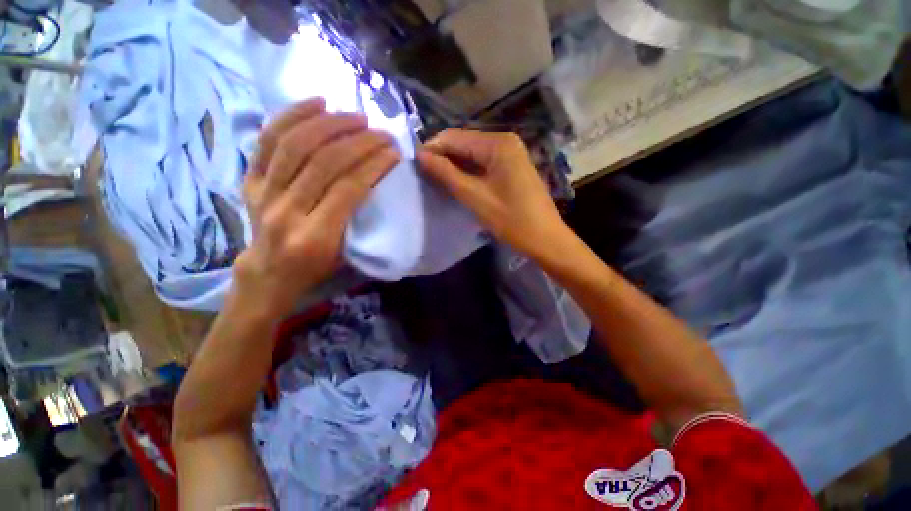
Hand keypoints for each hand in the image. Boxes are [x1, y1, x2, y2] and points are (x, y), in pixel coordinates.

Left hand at [236, 98, 399, 317]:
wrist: (268, 274)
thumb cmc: (315, 269)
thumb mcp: (345, 254)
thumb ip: (358, 219)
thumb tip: (374, 179)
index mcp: (315, 235)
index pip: (349, 188)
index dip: (374, 164)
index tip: (394, 151)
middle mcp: (286, 210)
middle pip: (324, 161)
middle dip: (358, 141)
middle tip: (381, 132)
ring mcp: (262, 192)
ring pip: (295, 144)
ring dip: (330, 124)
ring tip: (355, 116)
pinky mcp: (249, 180)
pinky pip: (267, 139)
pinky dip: (291, 116)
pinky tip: (316, 103)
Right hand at [417, 129, 568, 261]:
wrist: (546, 239)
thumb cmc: (512, 219)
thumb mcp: (475, 196)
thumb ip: (447, 174)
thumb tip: (420, 155)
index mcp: (498, 143)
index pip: (455, 137)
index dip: (432, 148)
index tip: (413, 164)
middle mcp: (505, 141)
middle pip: (464, 143)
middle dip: (443, 157)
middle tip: (422, 174)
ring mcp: (511, 154)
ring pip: (473, 155)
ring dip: (454, 166)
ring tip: (434, 180)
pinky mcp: (512, 168)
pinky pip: (483, 164)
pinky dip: (468, 172)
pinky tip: (456, 182)